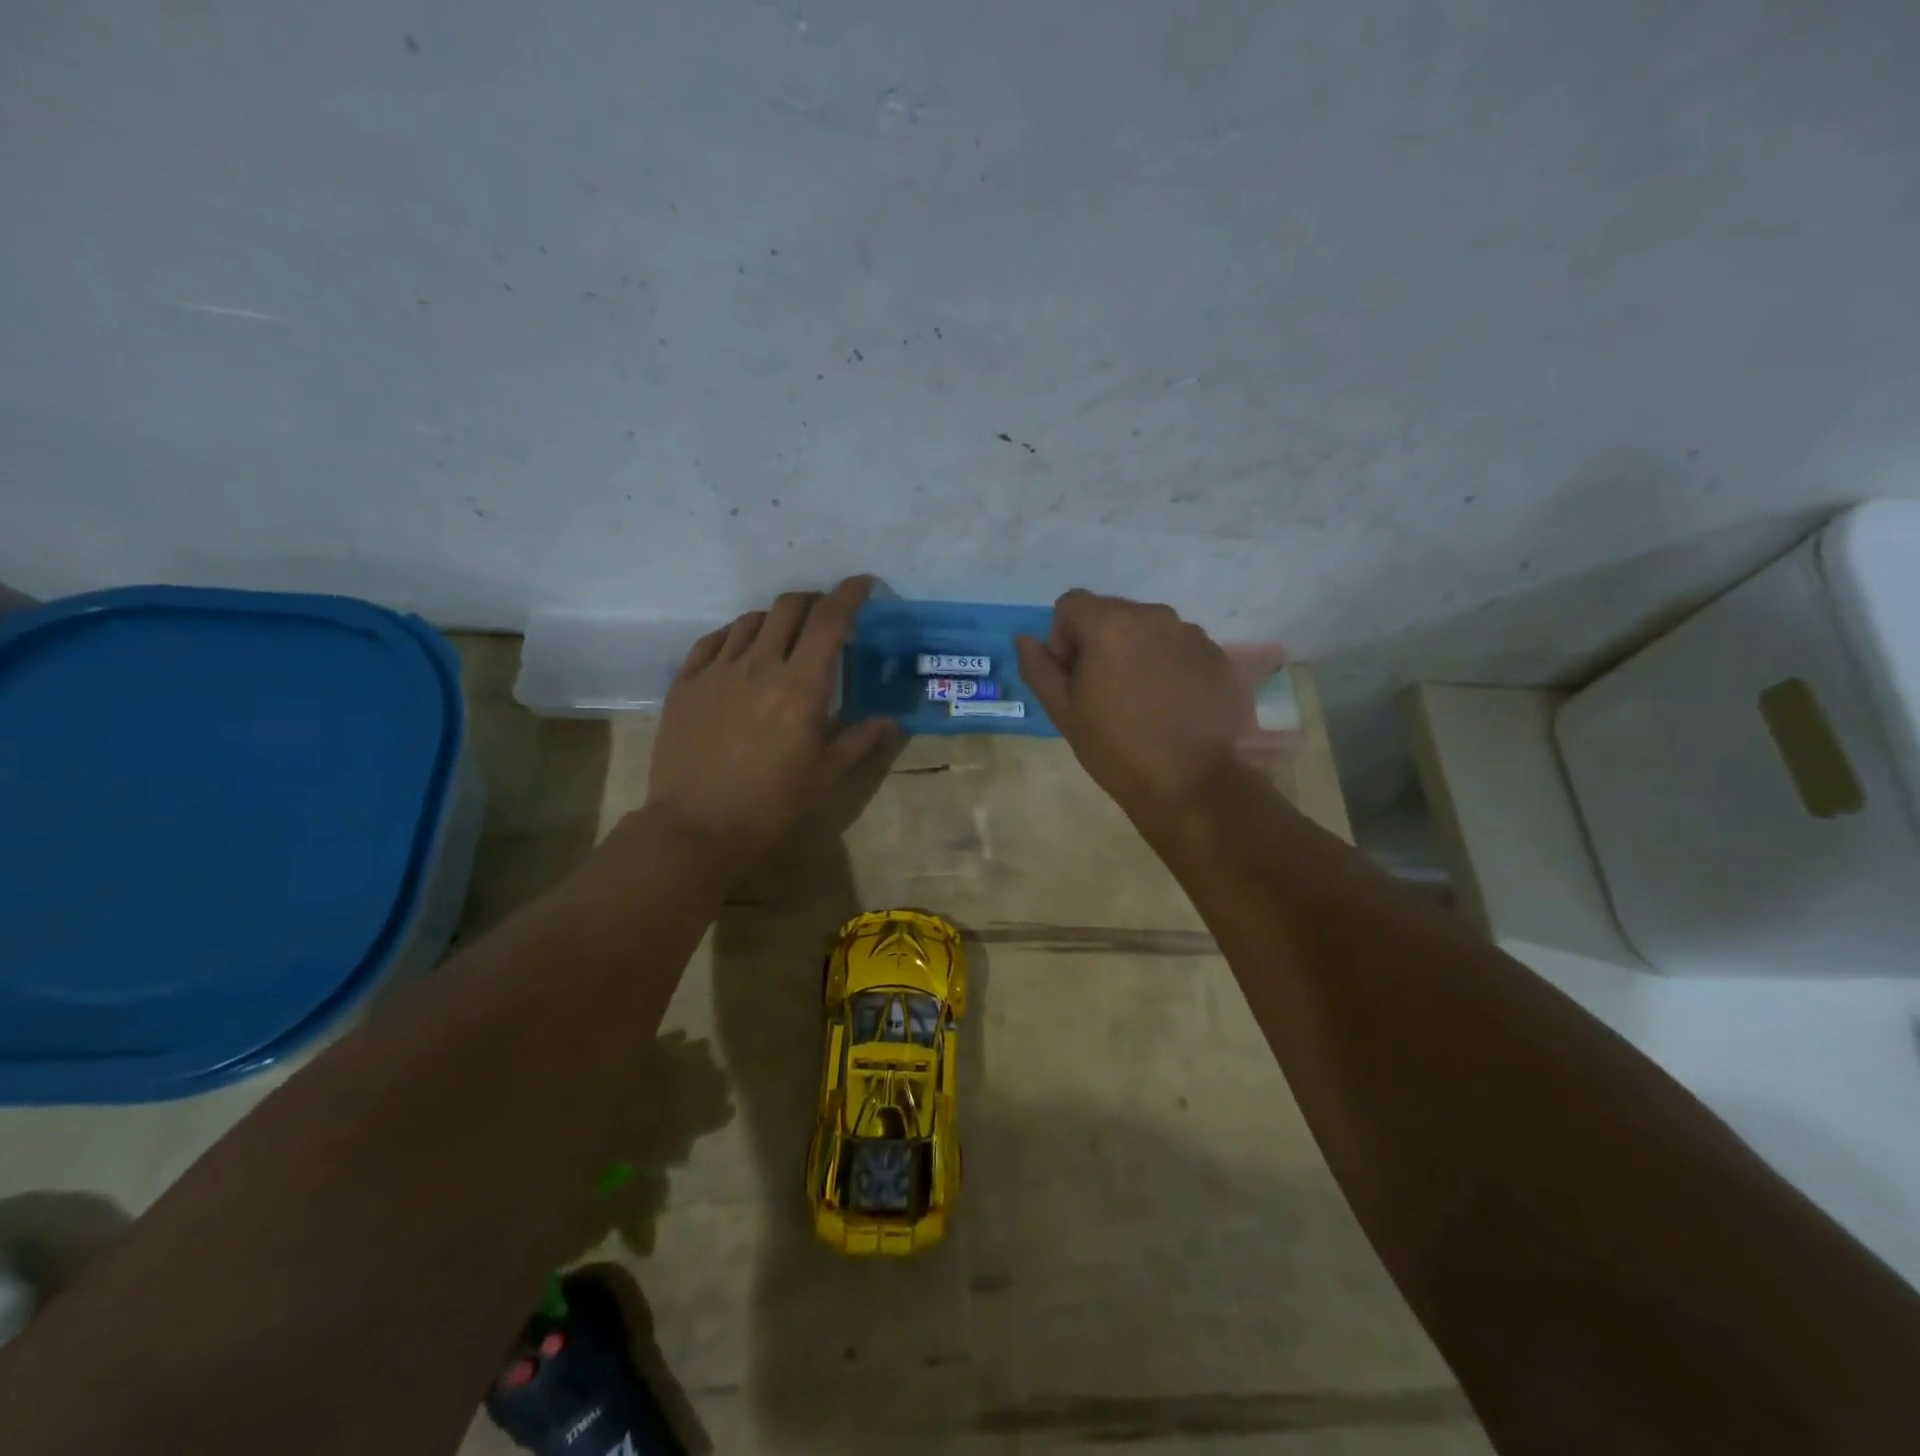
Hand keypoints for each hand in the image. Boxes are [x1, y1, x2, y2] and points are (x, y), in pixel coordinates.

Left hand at [646, 577, 894, 861]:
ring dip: (776, 618)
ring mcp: (717, 670)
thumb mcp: (827, 776)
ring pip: (751, 619)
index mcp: (801, 686)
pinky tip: (741, 650)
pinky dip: (736, 634)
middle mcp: (760, 665)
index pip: (830, 620)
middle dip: (814, 601)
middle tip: (825, 616)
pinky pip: (714, 639)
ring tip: (784, 637)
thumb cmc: (772, 805)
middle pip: (789, 607)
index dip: (849, 594)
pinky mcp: (686, 682)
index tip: (863, 585)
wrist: (698, 828)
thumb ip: (860, 739)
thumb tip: (890, 720)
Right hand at [1016, 590, 1249, 823]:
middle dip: (1099, 643)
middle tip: (1104, 693)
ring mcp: (1193, 634)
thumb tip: (1025, 640)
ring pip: (1149, 629)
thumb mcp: (1065, 714)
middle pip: (1112, 613)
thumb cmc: (1119, 751)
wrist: (1198, 786)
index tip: (1073, 676)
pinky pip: (1180, 648)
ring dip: (1136, 652)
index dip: (1063, 637)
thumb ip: (1039, 669)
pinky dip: (1169, 665)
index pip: (1071, 604)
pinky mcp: (1220, 656)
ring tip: (1142, 701)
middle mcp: (1155, 616)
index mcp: (1111, 625)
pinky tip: (1173, 706)